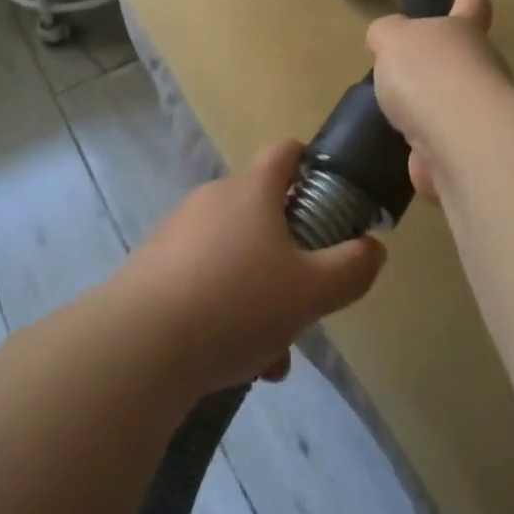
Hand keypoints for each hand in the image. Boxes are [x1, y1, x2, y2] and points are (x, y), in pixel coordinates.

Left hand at [119, 140, 386, 395]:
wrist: (139, 345)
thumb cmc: (237, 303)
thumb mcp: (312, 291)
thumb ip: (352, 268)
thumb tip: (373, 248)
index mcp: (252, 190)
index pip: (285, 152)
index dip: (310, 165)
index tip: (328, 199)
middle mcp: (213, 199)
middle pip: (263, 213)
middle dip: (289, 257)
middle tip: (304, 302)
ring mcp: (178, 232)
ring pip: (234, 255)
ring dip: (258, 294)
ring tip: (269, 354)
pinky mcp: (152, 267)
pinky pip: (202, 279)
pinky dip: (223, 309)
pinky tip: (232, 361)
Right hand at [366, 0, 508, 202]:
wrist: (459, 139)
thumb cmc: (428, 72)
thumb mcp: (393, 38)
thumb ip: (387, 33)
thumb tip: (387, 39)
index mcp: (464, 30)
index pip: (471, 2)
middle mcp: (481, 68)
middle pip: (463, 57)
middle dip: (441, 60)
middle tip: (410, 63)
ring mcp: (479, 114)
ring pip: (453, 105)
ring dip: (431, 109)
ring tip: (398, 112)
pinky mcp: (470, 153)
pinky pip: (442, 146)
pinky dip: (426, 151)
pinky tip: (405, 153)